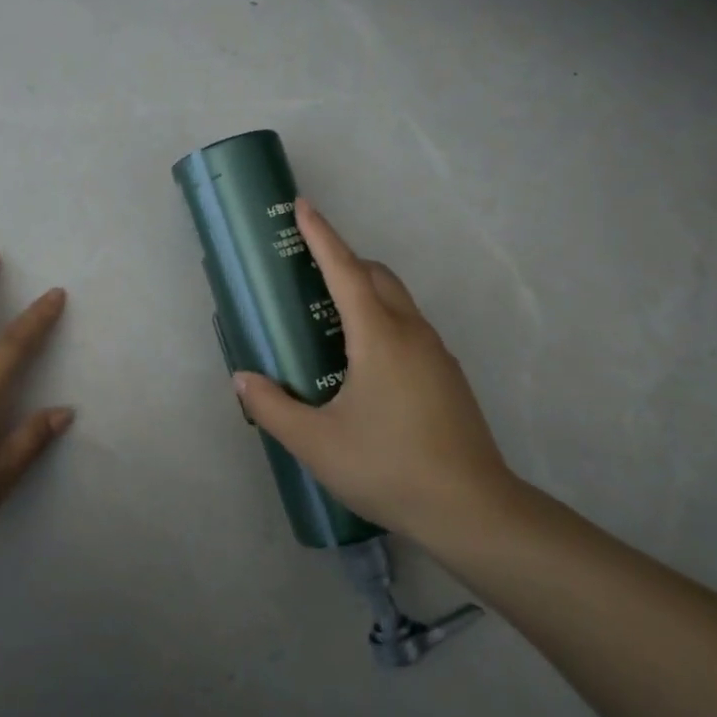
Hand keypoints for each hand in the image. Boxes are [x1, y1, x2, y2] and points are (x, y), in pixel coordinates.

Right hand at [232, 199, 524, 553]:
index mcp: (379, 336)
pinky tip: (361, 362)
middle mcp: (411, 332)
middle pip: (376, 276)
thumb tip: (243, 380)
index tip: (302, 205)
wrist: (472, 510)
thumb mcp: (316, 443)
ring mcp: (436, 354)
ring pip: (396, 301)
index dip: (321, 235)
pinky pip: (408, 327)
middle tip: (306, 270)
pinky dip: (380, 319)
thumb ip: (272, 407)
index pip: (344, 269)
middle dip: (342, 259)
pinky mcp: (447, 376)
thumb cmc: (388, 466)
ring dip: (363, 290)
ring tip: (327, 317)